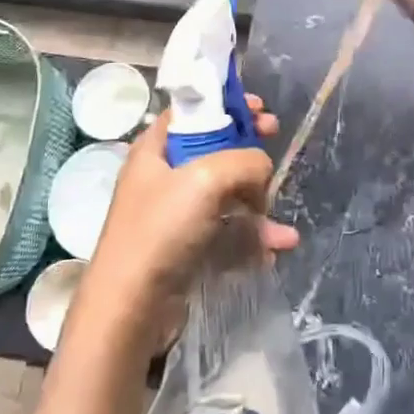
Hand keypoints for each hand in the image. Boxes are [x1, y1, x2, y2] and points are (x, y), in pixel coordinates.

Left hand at [81, 95, 297, 339]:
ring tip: (281, 227)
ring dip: (259, 204)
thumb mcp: (207, 178)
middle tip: (275, 139)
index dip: (226, 104)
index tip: (259, 108)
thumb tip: (262, 171)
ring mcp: (175, 215)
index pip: (192, 112)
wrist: (131, 308)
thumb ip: (245, 161)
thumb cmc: (161, 229)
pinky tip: (275, 249)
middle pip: (215, 149)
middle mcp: (163, 177)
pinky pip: (227, 233)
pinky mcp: (187, 249)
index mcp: (155, 149)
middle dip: (249, 149)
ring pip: (227, 195)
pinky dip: (251, 238)